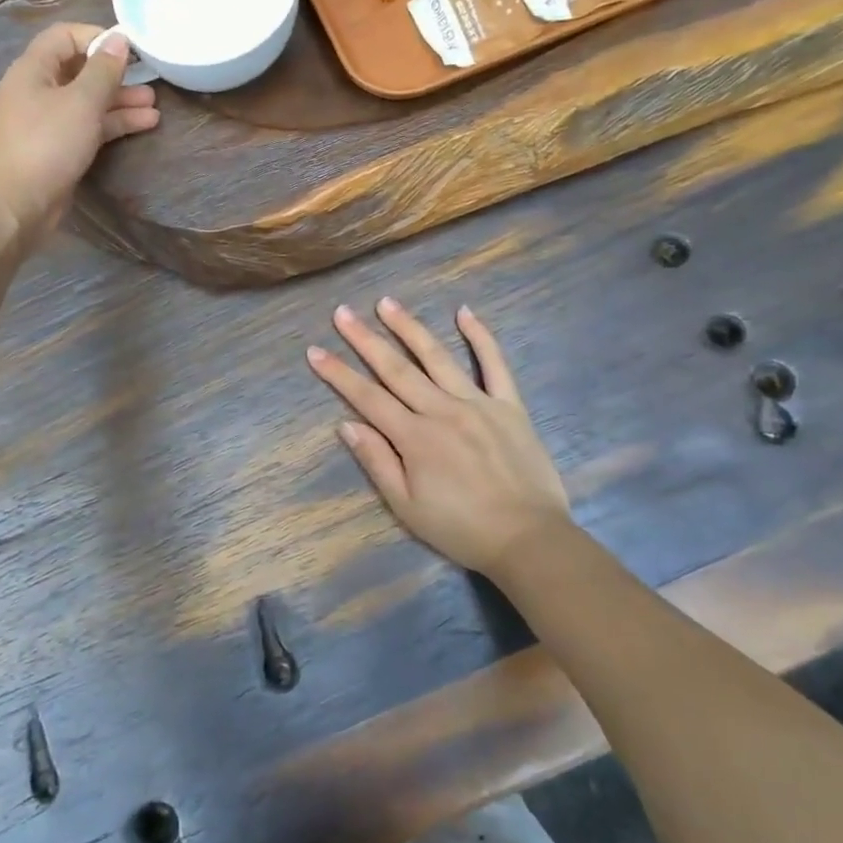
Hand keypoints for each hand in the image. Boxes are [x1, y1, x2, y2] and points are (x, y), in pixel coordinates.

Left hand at [0, 24, 159, 245]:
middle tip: (150, 82)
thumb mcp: (81, 102)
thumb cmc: (46, 144)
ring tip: (154, 109)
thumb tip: (119, 39)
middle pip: (80, 72)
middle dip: (116, 76)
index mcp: (34, 69)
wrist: (14, 204)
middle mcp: (38, 91)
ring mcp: (47, 123)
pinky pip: (88, 129)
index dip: (97, 37)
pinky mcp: (57, 151)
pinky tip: (142, 126)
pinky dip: (112, 126)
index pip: (65, 36)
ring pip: (88, 104)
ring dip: (120, 104)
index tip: (131, 49)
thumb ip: (103, 71)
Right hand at [307, 298, 570, 580]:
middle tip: (342, 313)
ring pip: (438, 357)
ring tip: (387, 303)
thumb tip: (347, 424)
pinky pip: (495, 364)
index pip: (367, 397)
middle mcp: (442, 410)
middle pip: (396, 369)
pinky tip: (465, 312)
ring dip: (410, 328)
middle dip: (365, 339)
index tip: (315, 351)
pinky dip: (481, 336)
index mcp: (414, 437)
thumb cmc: (461, 528)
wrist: (528, 539)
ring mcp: (478, 403)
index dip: (338, 374)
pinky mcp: (509, 405)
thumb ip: (377, 462)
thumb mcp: (407, 506)